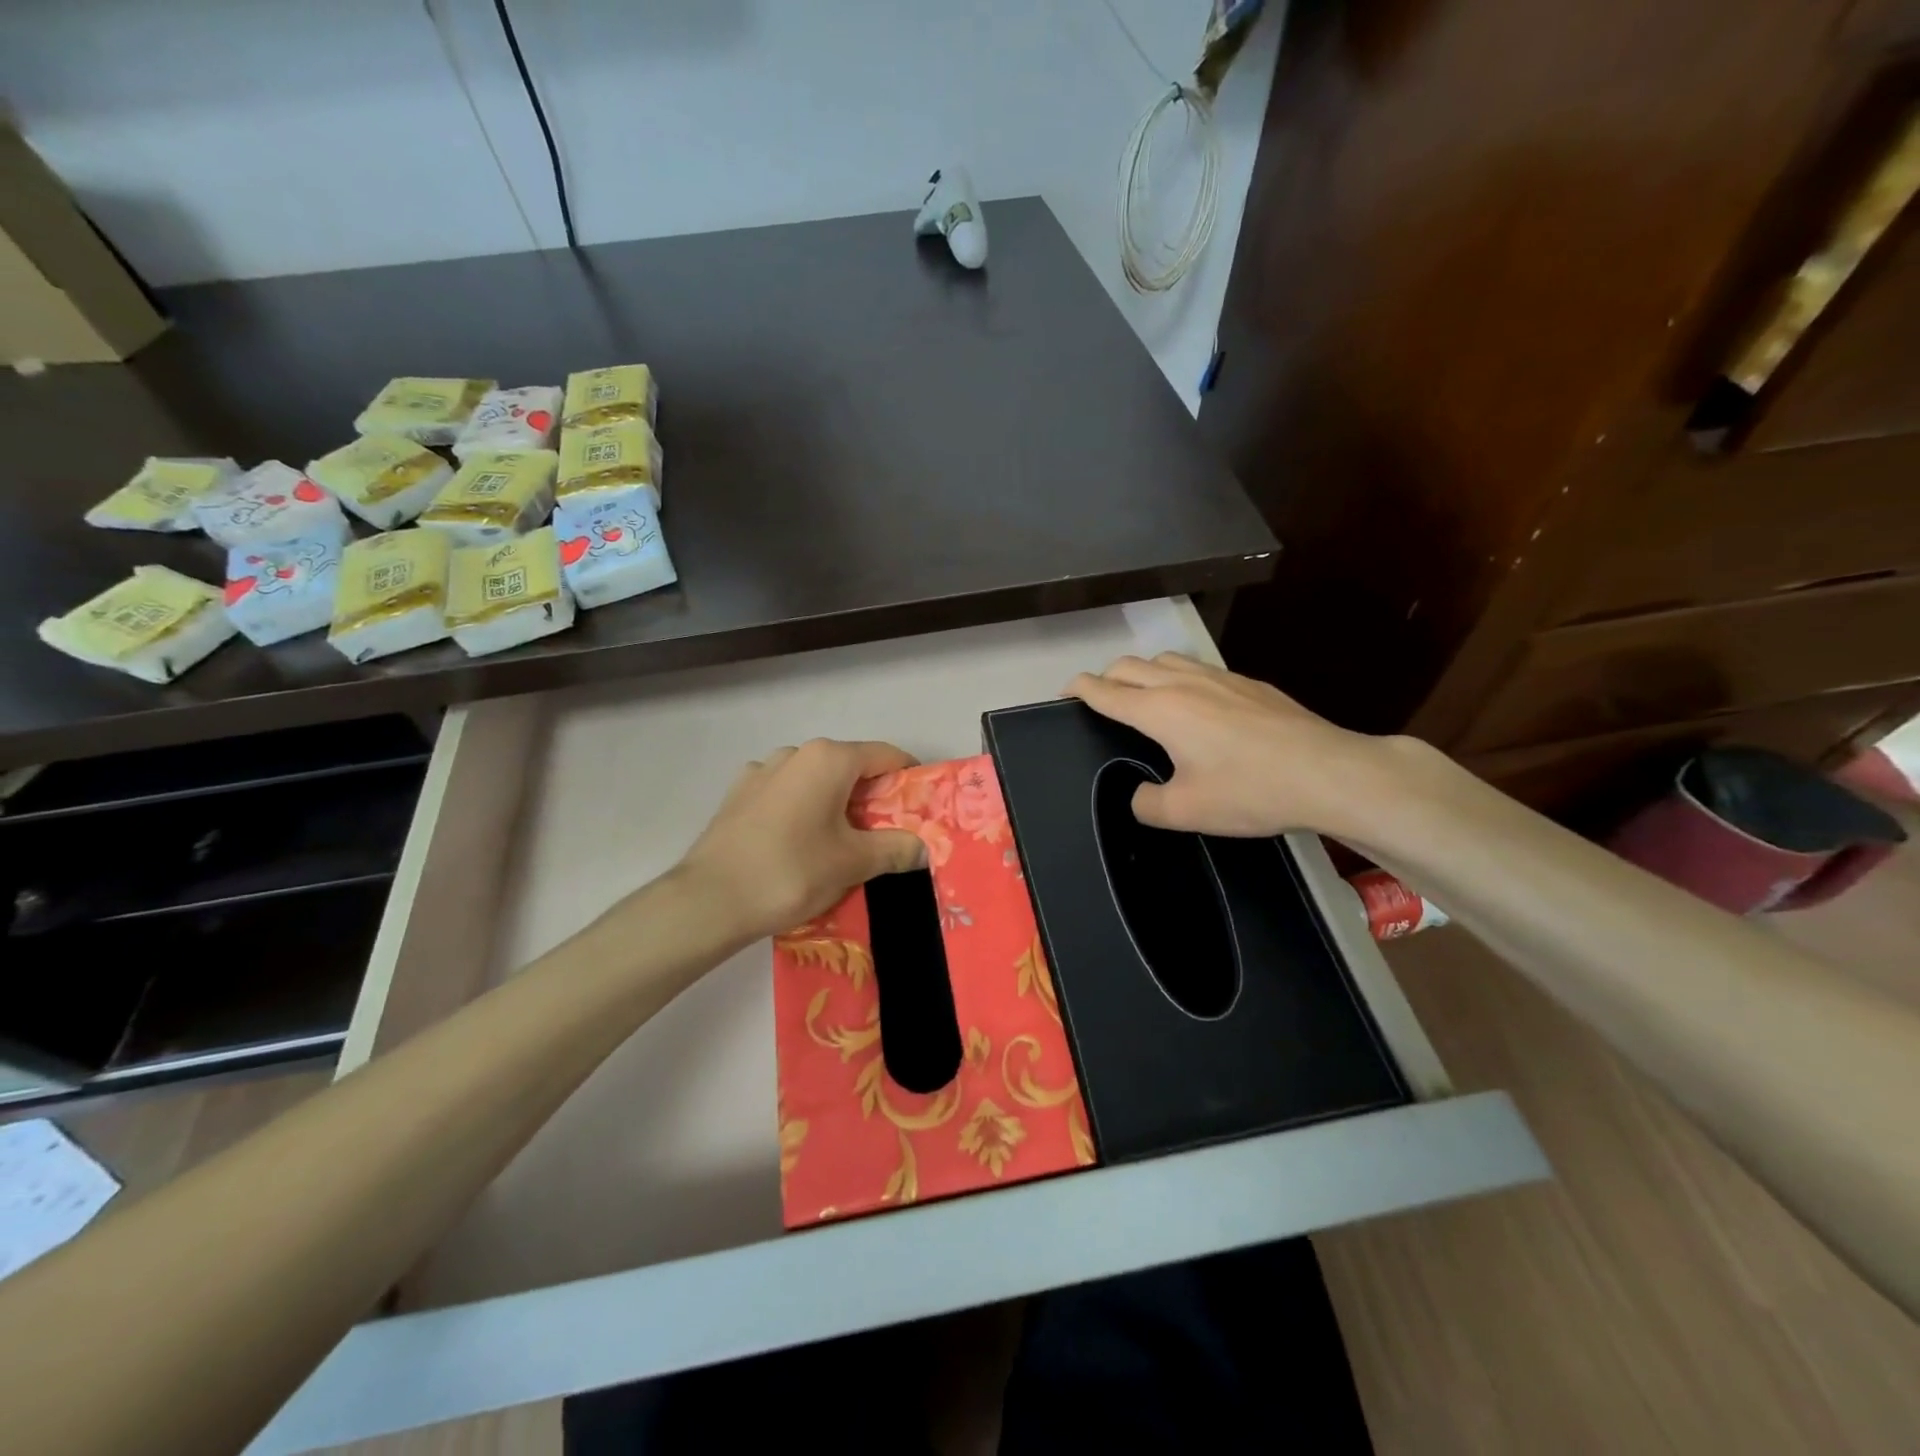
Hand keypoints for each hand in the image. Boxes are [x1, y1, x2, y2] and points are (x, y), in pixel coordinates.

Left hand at [674, 738, 927, 942]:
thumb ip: (896, 849)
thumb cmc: (792, 872)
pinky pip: (786, 795)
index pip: (886, 756)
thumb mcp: (854, 863)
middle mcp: (795, 753)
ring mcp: (762, 771)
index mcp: (829, 758)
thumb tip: (924, 847)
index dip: (910, 779)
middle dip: (874, 798)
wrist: (709, 902)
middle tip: (887, 837)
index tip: (922, 810)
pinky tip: (799, 845)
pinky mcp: (739, 795)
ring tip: (841, 845)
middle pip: (851, 768)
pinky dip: (803, 811)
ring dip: (836, 805)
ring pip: (816, 782)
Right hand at [1065, 653, 1413, 840]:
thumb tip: (1140, 795)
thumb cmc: (1249, 791)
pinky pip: (1198, 668)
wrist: (1327, 772)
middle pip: (1129, 665)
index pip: (1105, 690)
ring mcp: (1219, 677)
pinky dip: (1178, 677)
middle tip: (1101, 700)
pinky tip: (1196, 704)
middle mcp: (1183, 683)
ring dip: (1142, 671)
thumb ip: (1147, 804)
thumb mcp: (1185, 812)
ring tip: (1144, 696)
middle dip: (1106, 677)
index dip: (1079, 689)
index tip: (1065, 692)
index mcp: (1160, 710)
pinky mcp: (1248, 683)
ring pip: (1165, 658)